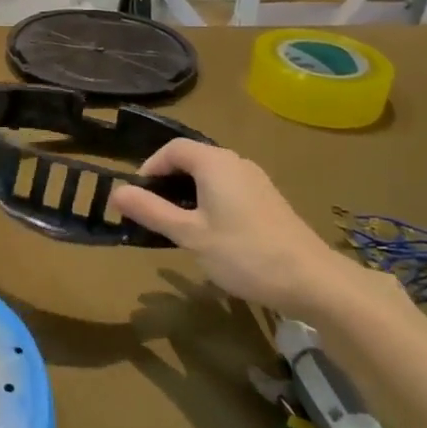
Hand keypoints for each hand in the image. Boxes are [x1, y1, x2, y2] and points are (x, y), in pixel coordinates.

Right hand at [109, 139, 387, 325]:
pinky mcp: (268, 200)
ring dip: (189, 192)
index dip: (150, 166)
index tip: (137, 195)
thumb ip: (151, 211)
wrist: (311, 279)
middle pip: (193, 159)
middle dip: (168, 180)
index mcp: (215, 163)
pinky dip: (210, 200)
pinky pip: (229, 188)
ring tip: (177, 224)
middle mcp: (236, 162)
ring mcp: (256, 180)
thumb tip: (116, 191)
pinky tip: (210, 232)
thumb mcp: (189, 234)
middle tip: (152, 212)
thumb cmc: (243, 253)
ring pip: (212, 175)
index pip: (173, 148)